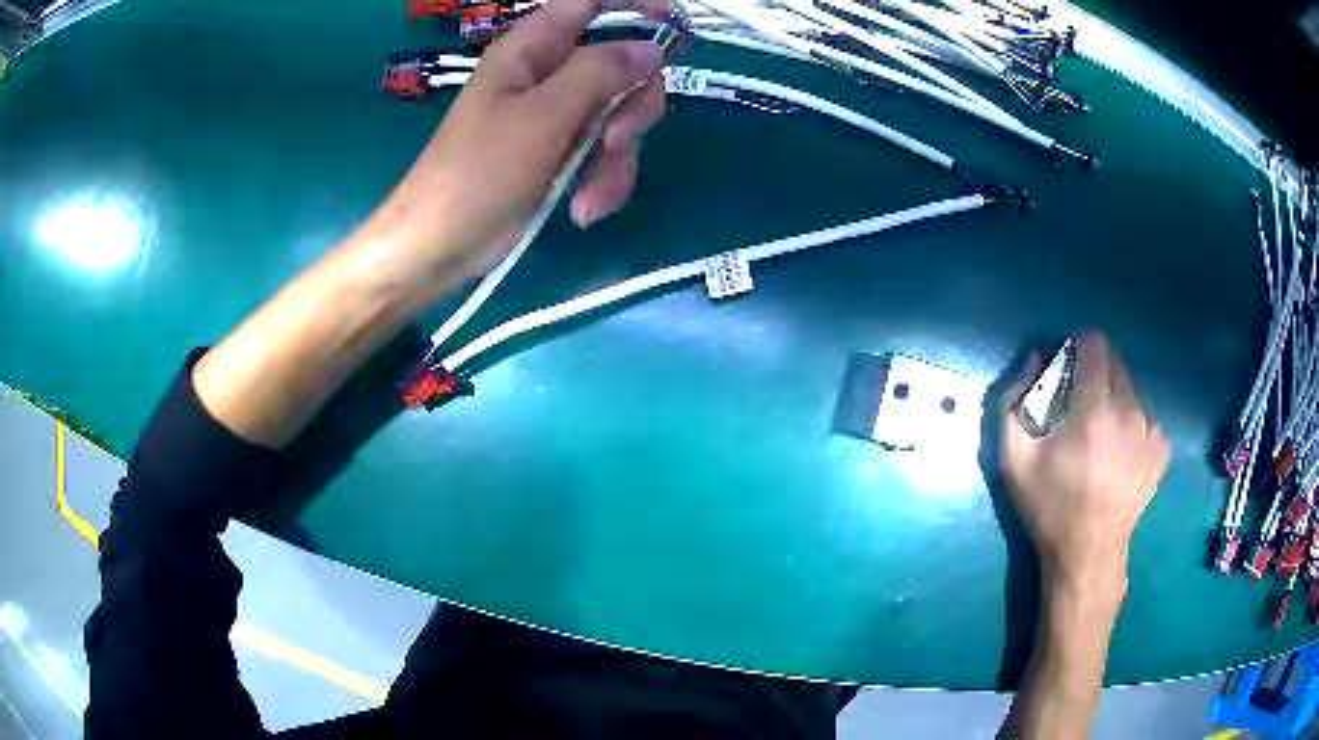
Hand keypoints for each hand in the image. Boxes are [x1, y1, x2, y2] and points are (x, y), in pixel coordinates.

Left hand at [365, 0, 668, 290]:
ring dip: (616, 159)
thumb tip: (649, 51)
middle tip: (615, 140)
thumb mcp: (543, 118)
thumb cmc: (477, 173)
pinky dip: (603, 181)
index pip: (590, 2)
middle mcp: (549, 74)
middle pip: (621, 65)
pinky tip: (583, 208)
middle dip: (632, 106)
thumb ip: (599, 74)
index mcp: (533, 49)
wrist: (441, 246)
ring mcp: (556, 115)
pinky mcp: (560, 153)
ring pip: (619, 115)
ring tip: (588, 197)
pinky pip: (604, 152)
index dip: (637, 5)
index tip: (676, 26)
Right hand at [999, 332, 1170, 598]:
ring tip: (1100, 437)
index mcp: (1094, 409)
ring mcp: (1151, 429)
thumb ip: (1014, 400)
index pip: (1094, 343)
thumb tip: (1035, 359)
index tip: (1066, 368)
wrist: (1088, 554)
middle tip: (1078, 407)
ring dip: (1113, 398)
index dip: (1077, 347)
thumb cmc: (1049, 506)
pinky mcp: (1162, 447)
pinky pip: (1144, 415)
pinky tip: (1118, 454)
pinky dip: (1130, 423)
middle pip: (1114, 361)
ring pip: (1130, 389)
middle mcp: (1130, 410)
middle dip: (1094, 373)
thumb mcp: (1013, 459)